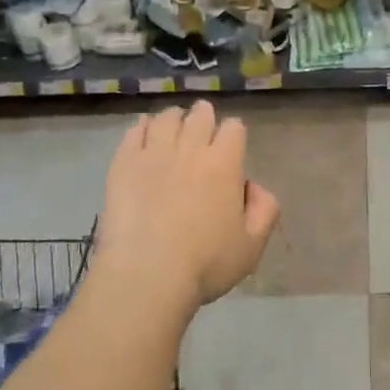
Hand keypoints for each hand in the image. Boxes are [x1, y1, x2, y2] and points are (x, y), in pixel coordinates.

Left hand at [92, 102, 280, 315]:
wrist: (147, 274)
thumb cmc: (205, 264)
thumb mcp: (252, 246)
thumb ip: (265, 210)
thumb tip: (254, 187)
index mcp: (224, 164)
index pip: (234, 128)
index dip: (234, 134)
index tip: (230, 147)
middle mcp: (190, 148)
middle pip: (200, 115)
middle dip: (204, 117)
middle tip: (201, 130)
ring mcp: (153, 152)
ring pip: (166, 118)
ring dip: (174, 119)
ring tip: (172, 128)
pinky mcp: (123, 163)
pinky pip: (134, 130)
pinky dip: (142, 127)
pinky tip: (143, 134)